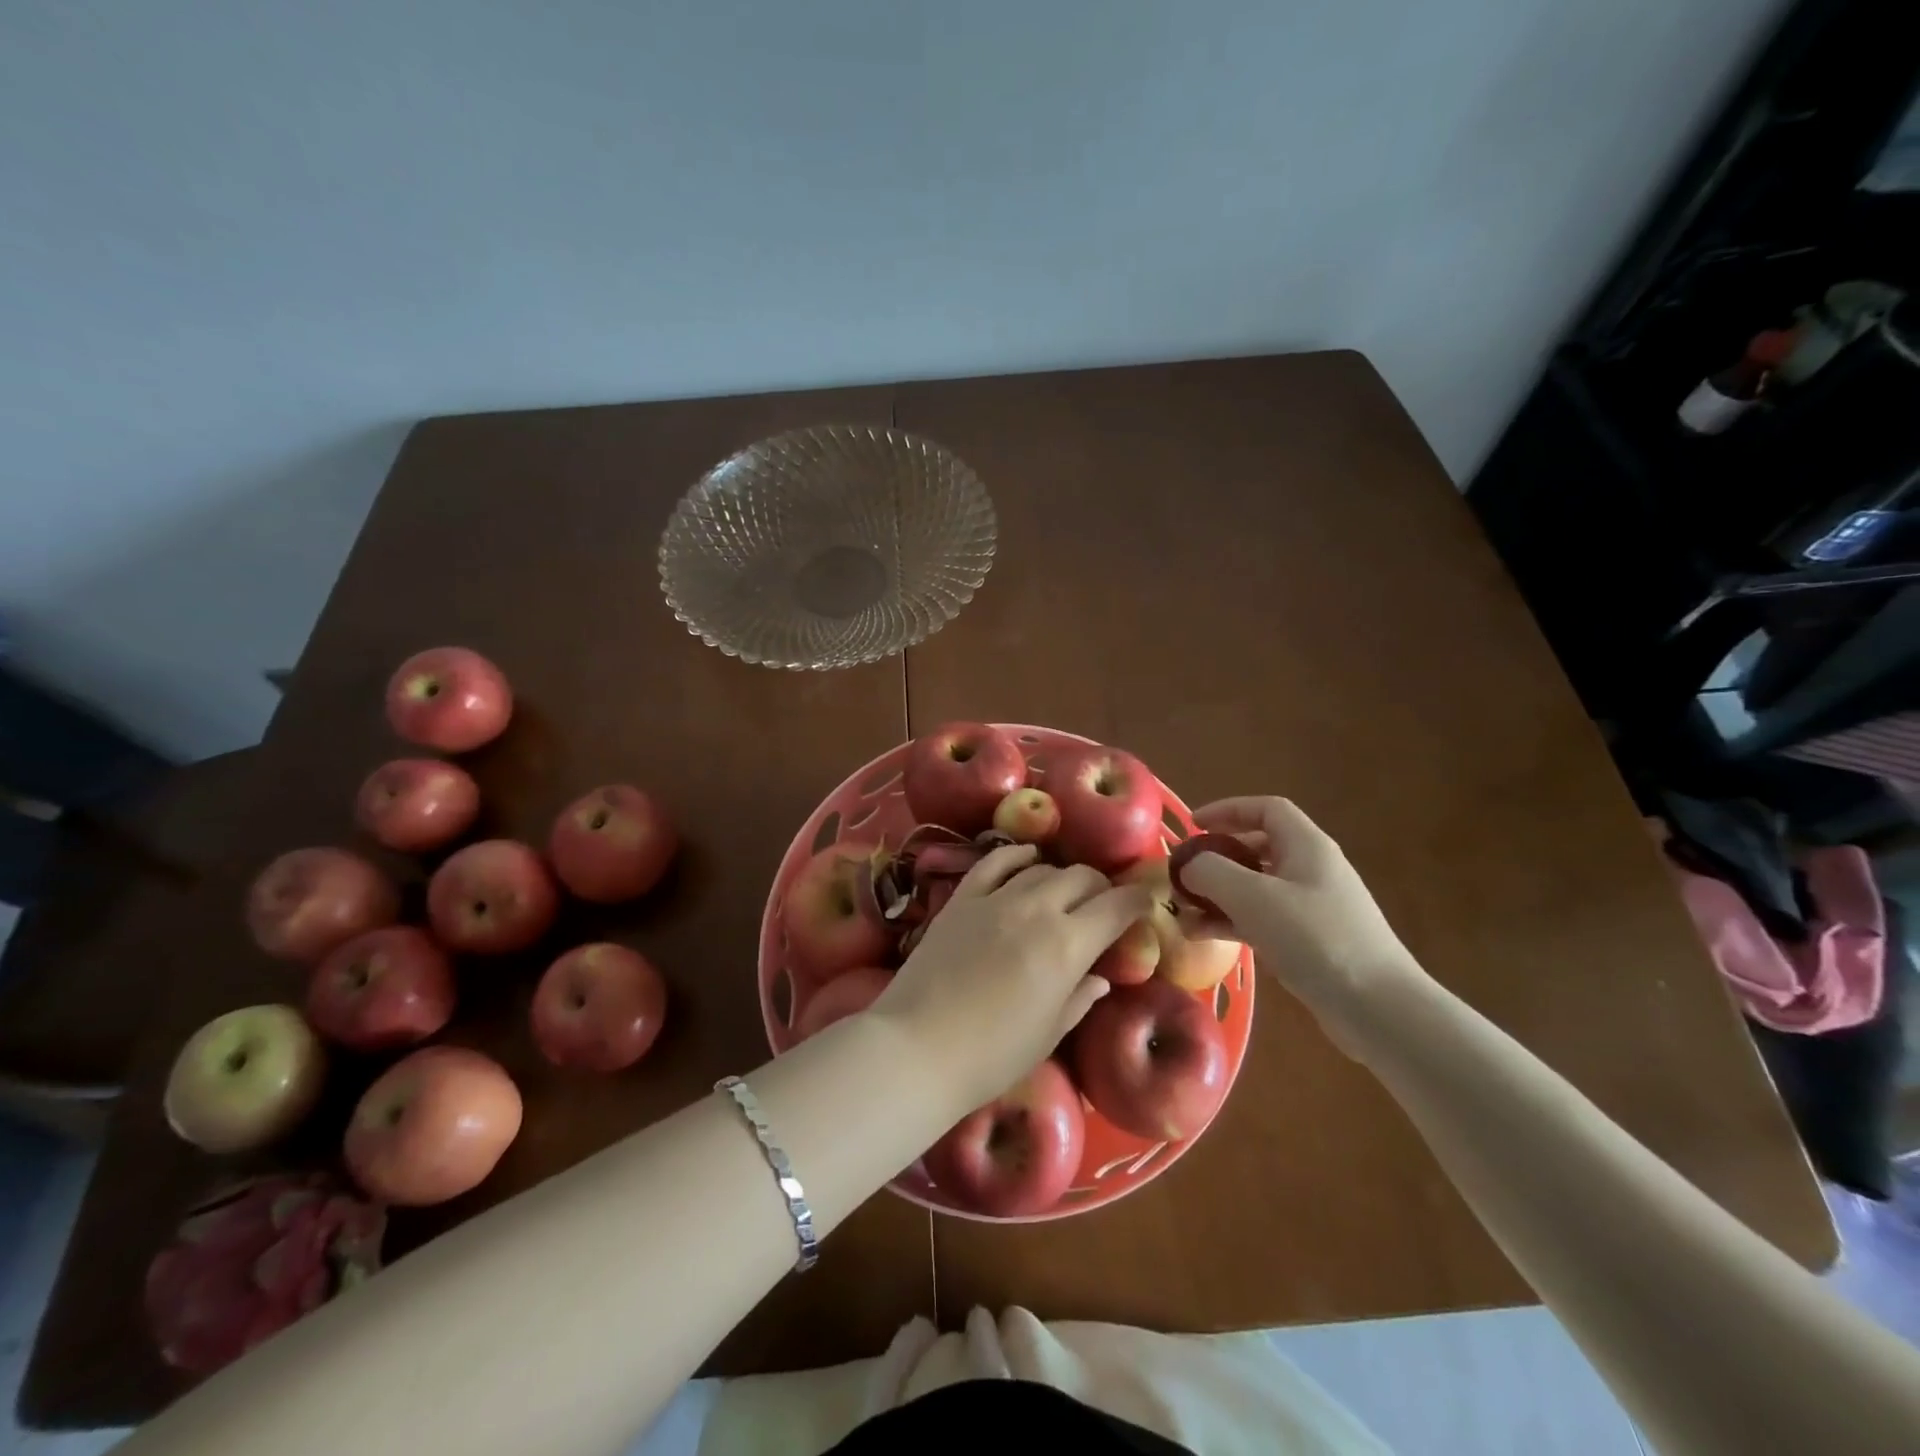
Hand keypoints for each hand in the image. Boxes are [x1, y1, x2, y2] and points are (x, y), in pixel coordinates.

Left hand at [870, 844, 1149, 1110]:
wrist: (918, 1046)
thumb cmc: (992, 1055)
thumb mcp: (1049, 1033)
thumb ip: (1079, 998)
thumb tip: (1100, 977)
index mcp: (1068, 945)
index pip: (1117, 906)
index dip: (1137, 900)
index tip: (1145, 903)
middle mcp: (1037, 909)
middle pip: (1082, 877)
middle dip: (1102, 887)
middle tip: (1104, 906)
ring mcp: (996, 898)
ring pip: (1043, 868)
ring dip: (1063, 877)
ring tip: (1065, 893)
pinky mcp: (962, 898)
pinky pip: (995, 861)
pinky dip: (1017, 855)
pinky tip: (1027, 859)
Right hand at [1181, 797, 1422, 1044]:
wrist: (1379, 1008)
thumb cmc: (1315, 939)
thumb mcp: (1253, 898)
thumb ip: (1211, 872)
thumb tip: (1188, 866)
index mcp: (1306, 846)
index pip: (1265, 809)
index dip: (1226, 810)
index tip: (1192, 825)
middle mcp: (1311, 869)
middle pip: (1257, 848)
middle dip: (1216, 858)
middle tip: (1184, 874)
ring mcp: (1313, 907)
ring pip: (1256, 888)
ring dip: (1218, 895)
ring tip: (1184, 913)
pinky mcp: (1311, 941)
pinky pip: (1263, 919)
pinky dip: (1233, 922)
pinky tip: (1205, 938)